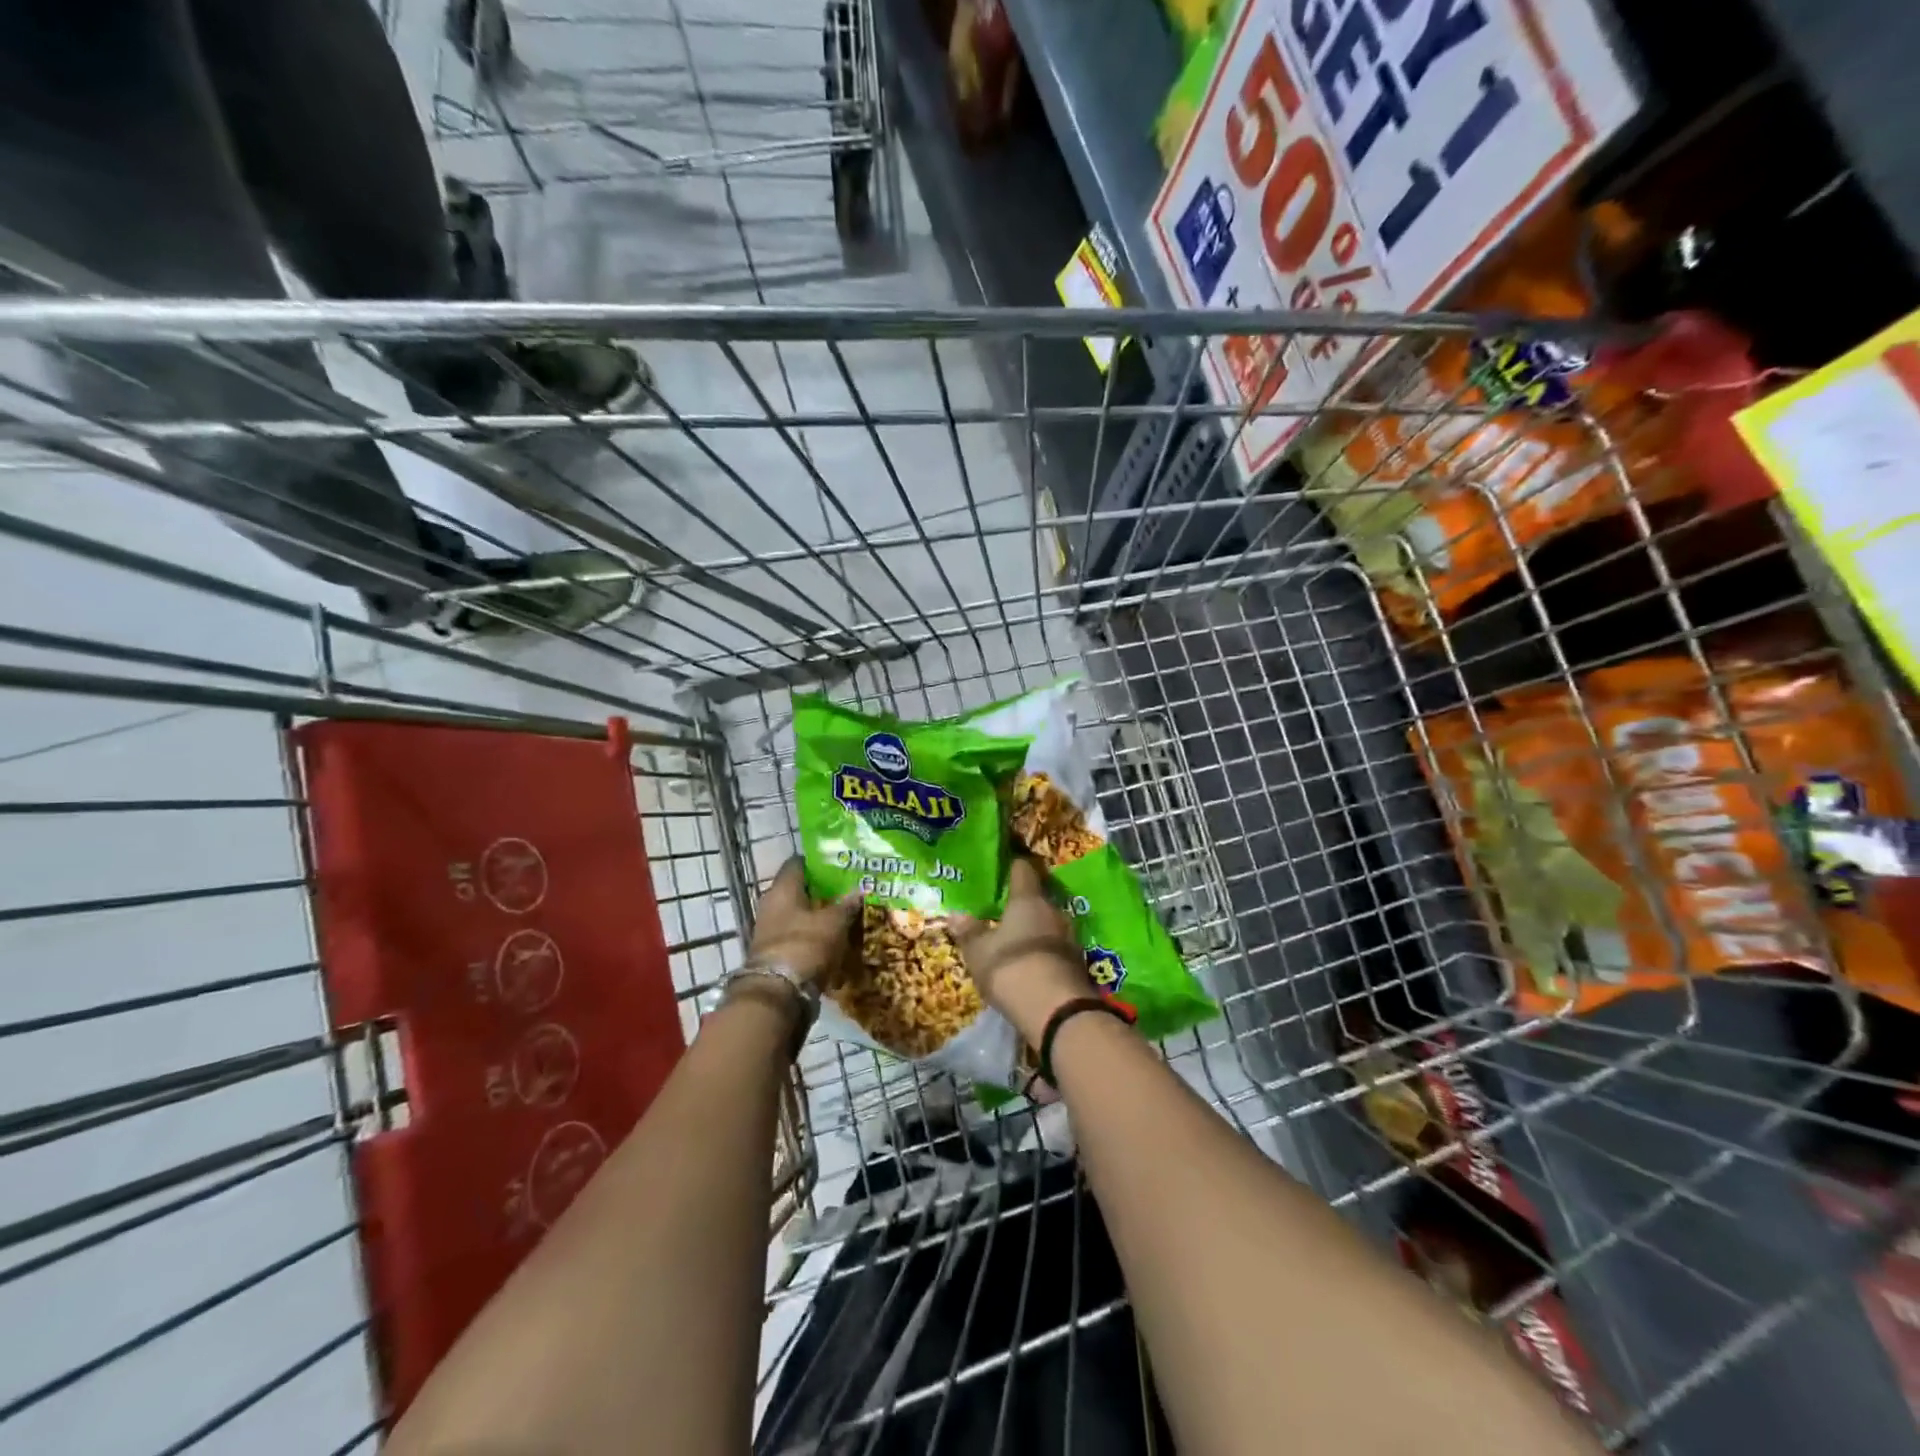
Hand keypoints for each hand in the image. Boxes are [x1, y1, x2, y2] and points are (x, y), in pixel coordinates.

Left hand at [746, 857, 858, 988]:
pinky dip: (812, 934)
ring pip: (797, 913)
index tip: (838, 864)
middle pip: (797, 889)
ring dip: (817, 914)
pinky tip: (832, 938)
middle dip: (821, 890)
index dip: (817, 862)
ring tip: (844, 915)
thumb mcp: (834, 922)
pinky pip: (796, 934)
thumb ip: (847, 904)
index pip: (797, 863)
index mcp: (783, 889)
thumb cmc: (805, 944)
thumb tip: (860, 890)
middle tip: (847, 890)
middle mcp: (771, 904)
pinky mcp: (773, 952)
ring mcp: (769, 929)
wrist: (778, 992)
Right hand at [952, 857, 1091, 1045]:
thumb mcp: (979, 952)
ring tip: (1017, 938)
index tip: (1006, 865)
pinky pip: (1056, 949)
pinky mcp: (1078, 964)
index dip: (1014, 866)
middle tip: (1005, 910)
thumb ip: (969, 932)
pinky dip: (1044, 952)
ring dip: (1035, 930)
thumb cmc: (1011, 968)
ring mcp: (1070, 938)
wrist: (1056, 1009)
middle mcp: (1053, 912)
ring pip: (1049, 925)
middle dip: (1024, 904)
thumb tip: (956, 914)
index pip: (1023, 871)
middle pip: (1038, 899)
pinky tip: (1032, 964)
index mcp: (1028, 900)